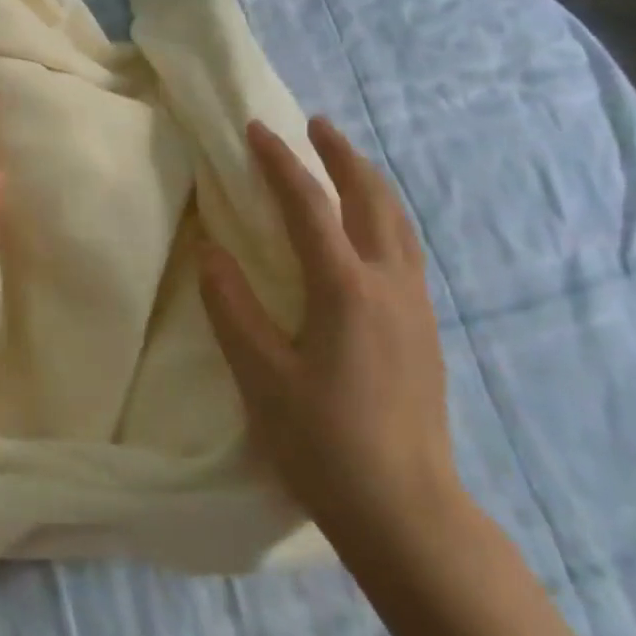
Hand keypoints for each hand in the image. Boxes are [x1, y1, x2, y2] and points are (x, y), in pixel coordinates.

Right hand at [199, 117, 459, 557]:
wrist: (407, 510)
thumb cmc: (325, 443)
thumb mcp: (261, 376)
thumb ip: (233, 308)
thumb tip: (210, 251)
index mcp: (345, 288)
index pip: (308, 206)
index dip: (280, 163)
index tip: (257, 130)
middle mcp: (388, 283)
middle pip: (370, 198)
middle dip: (341, 156)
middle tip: (316, 125)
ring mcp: (414, 304)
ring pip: (398, 221)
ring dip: (369, 181)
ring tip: (346, 163)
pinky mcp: (425, 328)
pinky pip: (405, 248)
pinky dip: (384, 216)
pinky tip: (369, 230)